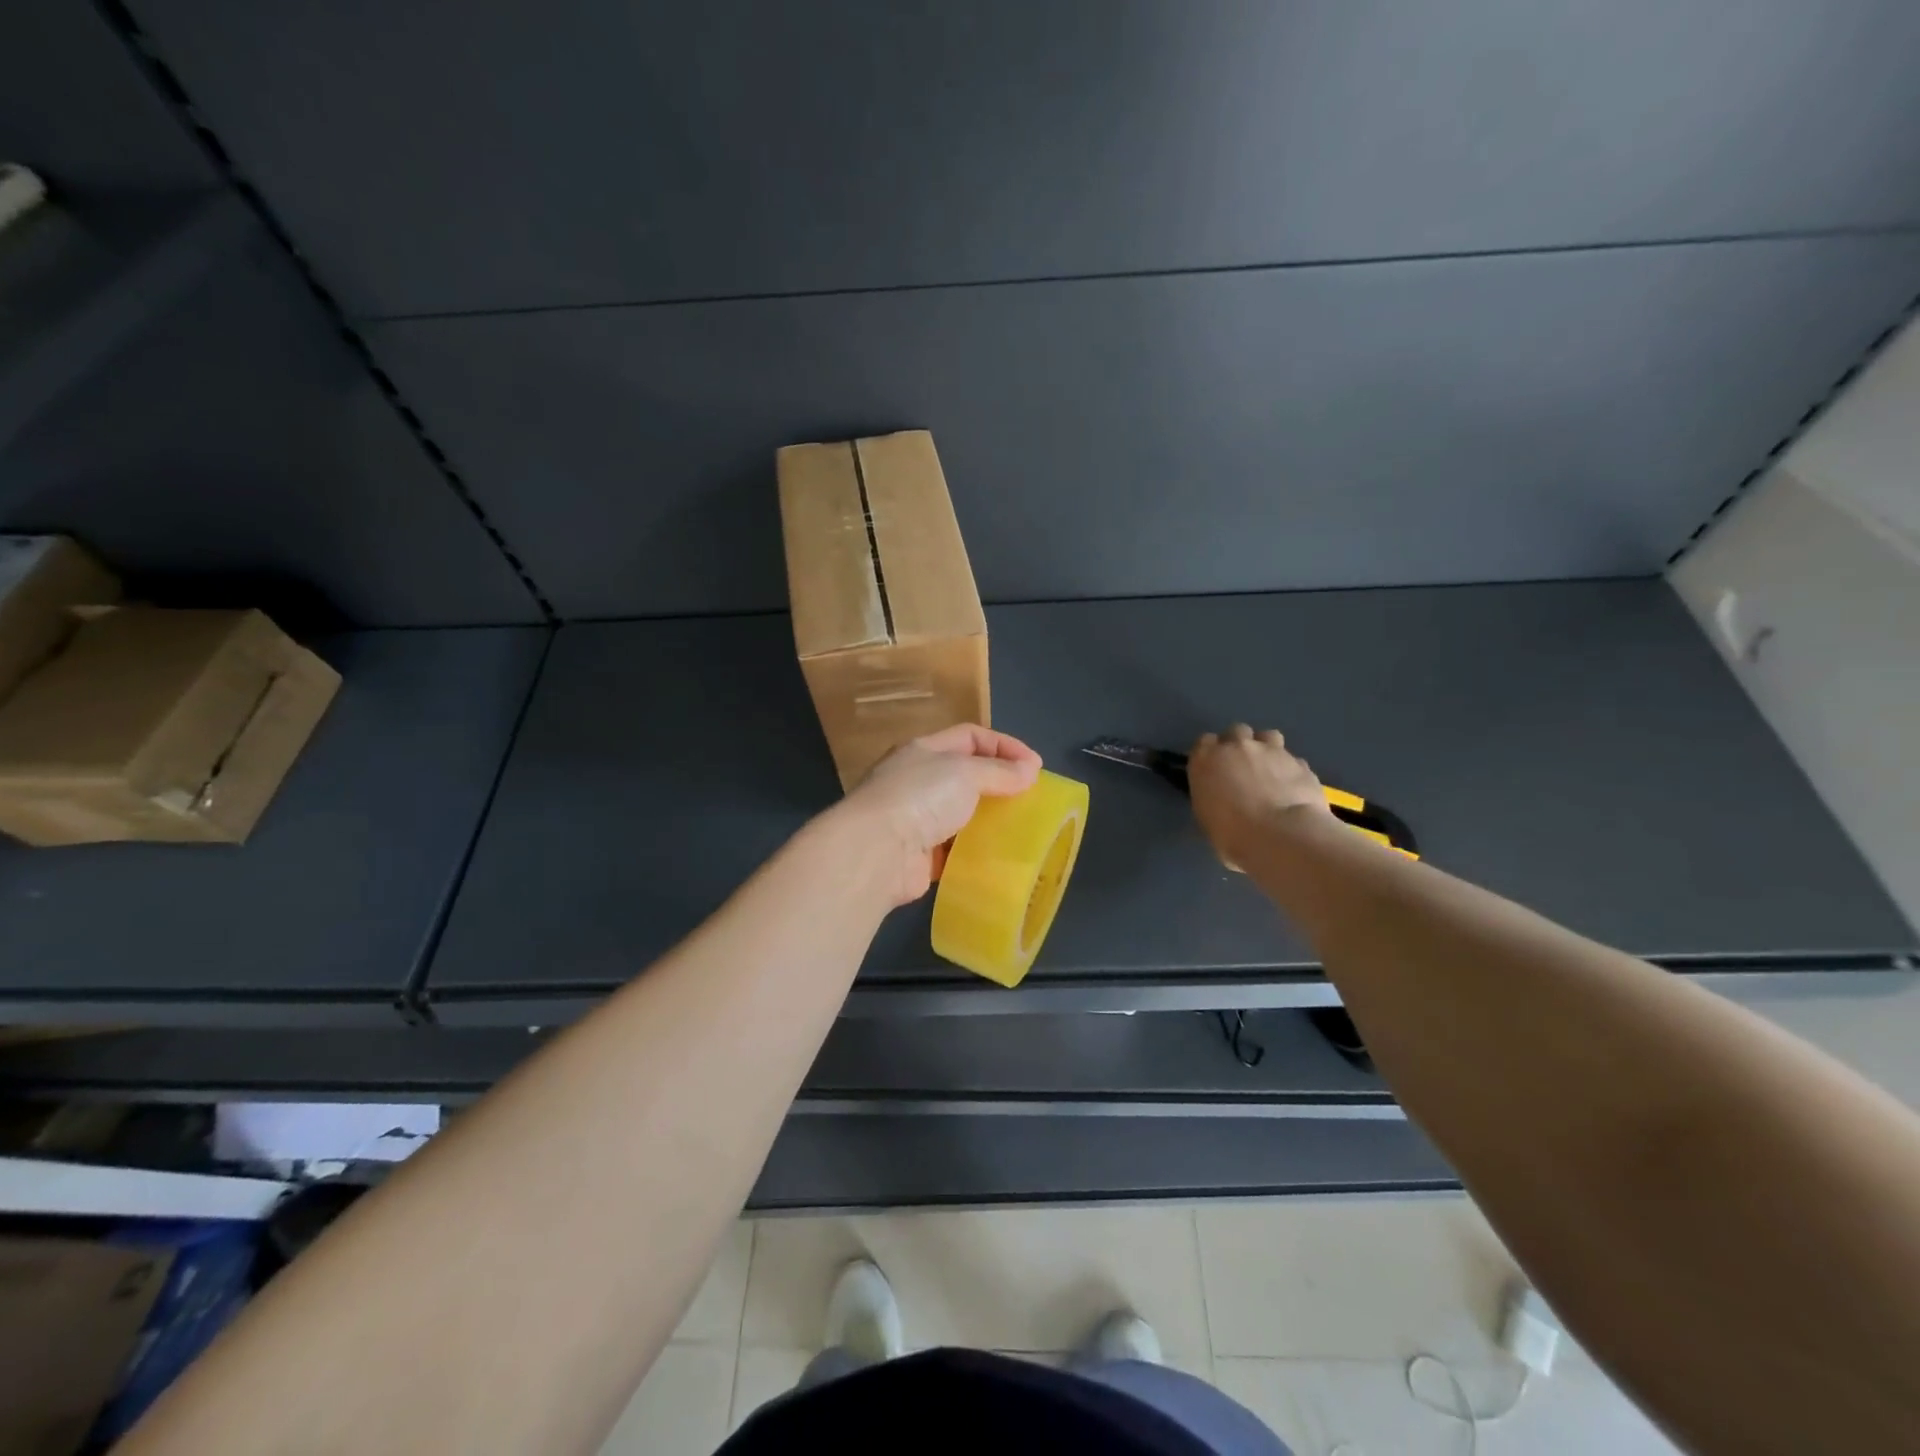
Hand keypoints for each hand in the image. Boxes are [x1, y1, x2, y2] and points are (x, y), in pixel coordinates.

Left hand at [838, 724, 1042, 905]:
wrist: (877, 852)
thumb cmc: (921, 797)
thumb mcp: (965, 772)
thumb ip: (999, 771)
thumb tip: (1030, 771)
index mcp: (924, 750)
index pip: (970, 736)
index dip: (1004, 746)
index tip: (1035, 766)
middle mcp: (917, 780)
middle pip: (966, 774)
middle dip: (999, 783)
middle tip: (1031, 797)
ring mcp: (916, 818)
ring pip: (961, 813)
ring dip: (989, 819)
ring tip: (1022, 827)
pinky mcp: (919, 855)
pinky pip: (954, 849)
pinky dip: (975, 851)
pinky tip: (998, 855)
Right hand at [1187, 723, 1332, 868]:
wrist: (1281, 836)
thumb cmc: (1232, 835)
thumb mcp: (1208, 820)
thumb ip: (1213, 799)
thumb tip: (1222, 802)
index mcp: (1206, 759)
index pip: (1204, 742)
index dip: (1211, 754)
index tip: (1215, 770)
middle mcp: (1237, 747)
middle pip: (1236, 732)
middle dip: (1239, 746)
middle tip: (1243, 769)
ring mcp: (1272, 751)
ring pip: (1268, 736)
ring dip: (1267, 749)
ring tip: (1270, 772)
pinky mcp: (1300, 763)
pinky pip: (1293, 760)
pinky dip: (1291, 771)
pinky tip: (1293, 789)